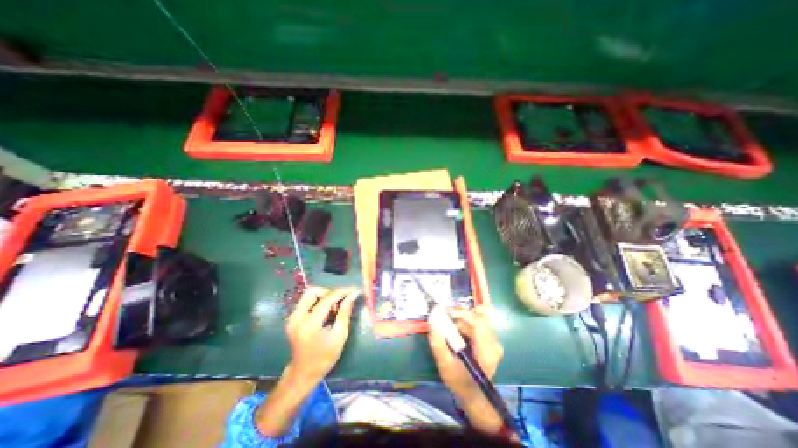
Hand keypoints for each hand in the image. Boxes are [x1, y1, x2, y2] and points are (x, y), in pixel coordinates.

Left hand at [287, 286, 357, 383]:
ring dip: (324, 296)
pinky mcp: (292, 318)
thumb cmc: (324, 357)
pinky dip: (318, 302)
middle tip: (341, 300)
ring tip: (334, 308)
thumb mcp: (339, 335)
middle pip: (313, 291)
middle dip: (329, 292)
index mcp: (309, 324)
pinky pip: (306, 301)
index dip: (342, 292)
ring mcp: (292, 317)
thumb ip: (345, 312)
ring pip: (309, 295)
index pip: (326, 299)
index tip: (354, 289)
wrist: (303, 374)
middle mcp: (296, 317)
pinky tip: (326, 312)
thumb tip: (353, 295)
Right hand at [427, 304, 499, 402]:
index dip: (463, 313)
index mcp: (487, 351)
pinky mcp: (490, 340)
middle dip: (460, 315)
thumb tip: (432, 320)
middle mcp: (494, 343)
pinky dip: (465, 323)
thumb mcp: (445, 365)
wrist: (474, 395)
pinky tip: (456, 329)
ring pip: (477, 319)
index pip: (478, 323)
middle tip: (445, 315)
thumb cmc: (459, 381)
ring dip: (461, 319)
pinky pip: (477, 324)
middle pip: (478, 318)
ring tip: (448, 324)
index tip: (447, 312)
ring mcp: (493, 341)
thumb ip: (438, 343)